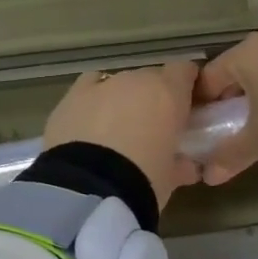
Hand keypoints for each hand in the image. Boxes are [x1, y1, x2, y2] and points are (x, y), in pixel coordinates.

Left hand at [44, 62, 202, 208]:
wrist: (89, 187)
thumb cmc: (143, 181)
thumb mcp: (171, 178)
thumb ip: (181, 163)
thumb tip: (186, 164)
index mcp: (168, 93)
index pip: (184, 71)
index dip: (185, 87)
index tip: (186, 108)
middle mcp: (135, 80)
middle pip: (150, 79)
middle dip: (152, 99)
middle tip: (151, 131)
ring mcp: (101, 85)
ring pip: (118, 84)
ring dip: (122, 101)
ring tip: (116, 133)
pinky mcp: (71, 97)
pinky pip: (89, 88)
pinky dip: (93, 100)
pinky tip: (89, 122)